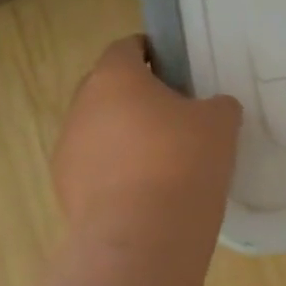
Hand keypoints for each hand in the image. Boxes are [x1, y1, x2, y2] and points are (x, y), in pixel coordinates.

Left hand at [52, 36, 242, 241]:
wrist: (143, 237)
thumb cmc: (183, 161)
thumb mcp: (220, 123)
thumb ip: (216, 105)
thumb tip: (211, 109)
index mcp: (115, 78)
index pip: (126, 48)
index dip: (151, 52)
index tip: (175, 68)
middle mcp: (82, 107)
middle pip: (107, 89)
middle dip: (136, 97)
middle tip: (173, 116)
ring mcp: (68, 151)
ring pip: (98, 131)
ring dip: (123, 138)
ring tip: (161, 161)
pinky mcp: (65, 192)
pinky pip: (94, 169)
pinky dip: (116, 173)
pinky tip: (146, 193)